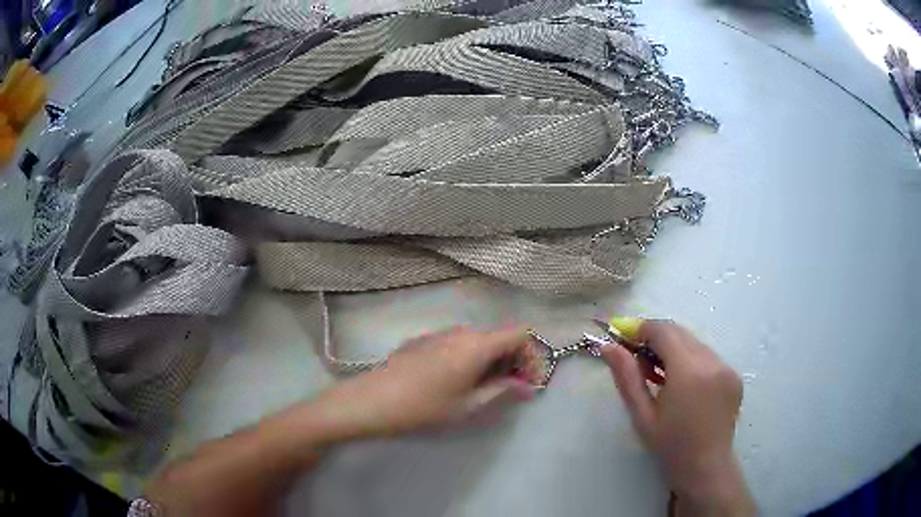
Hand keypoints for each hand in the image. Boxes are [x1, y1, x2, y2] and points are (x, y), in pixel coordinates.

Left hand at [315, 327, 538, 438]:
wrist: (372, 400)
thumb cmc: (424, 407)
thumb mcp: (468, 406)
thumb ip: (502, 391)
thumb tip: (526, 386)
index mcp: (477, 344)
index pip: (520, 334)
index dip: (532, 355)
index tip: (529, 382)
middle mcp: (461, 331)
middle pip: (500, 337)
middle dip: (513, 361)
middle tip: (511, 391)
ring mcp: (439, 334)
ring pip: (478, 341)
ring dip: (491, 361)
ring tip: (484, 390)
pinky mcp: (423, 341)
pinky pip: (458, 344)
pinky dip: (470, 359)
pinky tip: (455, 383)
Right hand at [599, 320, 754, 514]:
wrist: (706, 468)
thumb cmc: (670, 446)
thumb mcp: (642, 415)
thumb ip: (627, 377)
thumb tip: (607, 347)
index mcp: (689, 372)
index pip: (663, 331)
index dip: (642, 329)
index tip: (624, 338)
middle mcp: (712, 361)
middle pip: (680, 332)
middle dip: (657, 338)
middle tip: (638, 359)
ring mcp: (727, 367)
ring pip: (694, 343)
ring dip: (674, 349)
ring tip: (659, 375)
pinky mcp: (734, 374)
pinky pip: (708, 356)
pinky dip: (691, 360)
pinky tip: (682, 384)